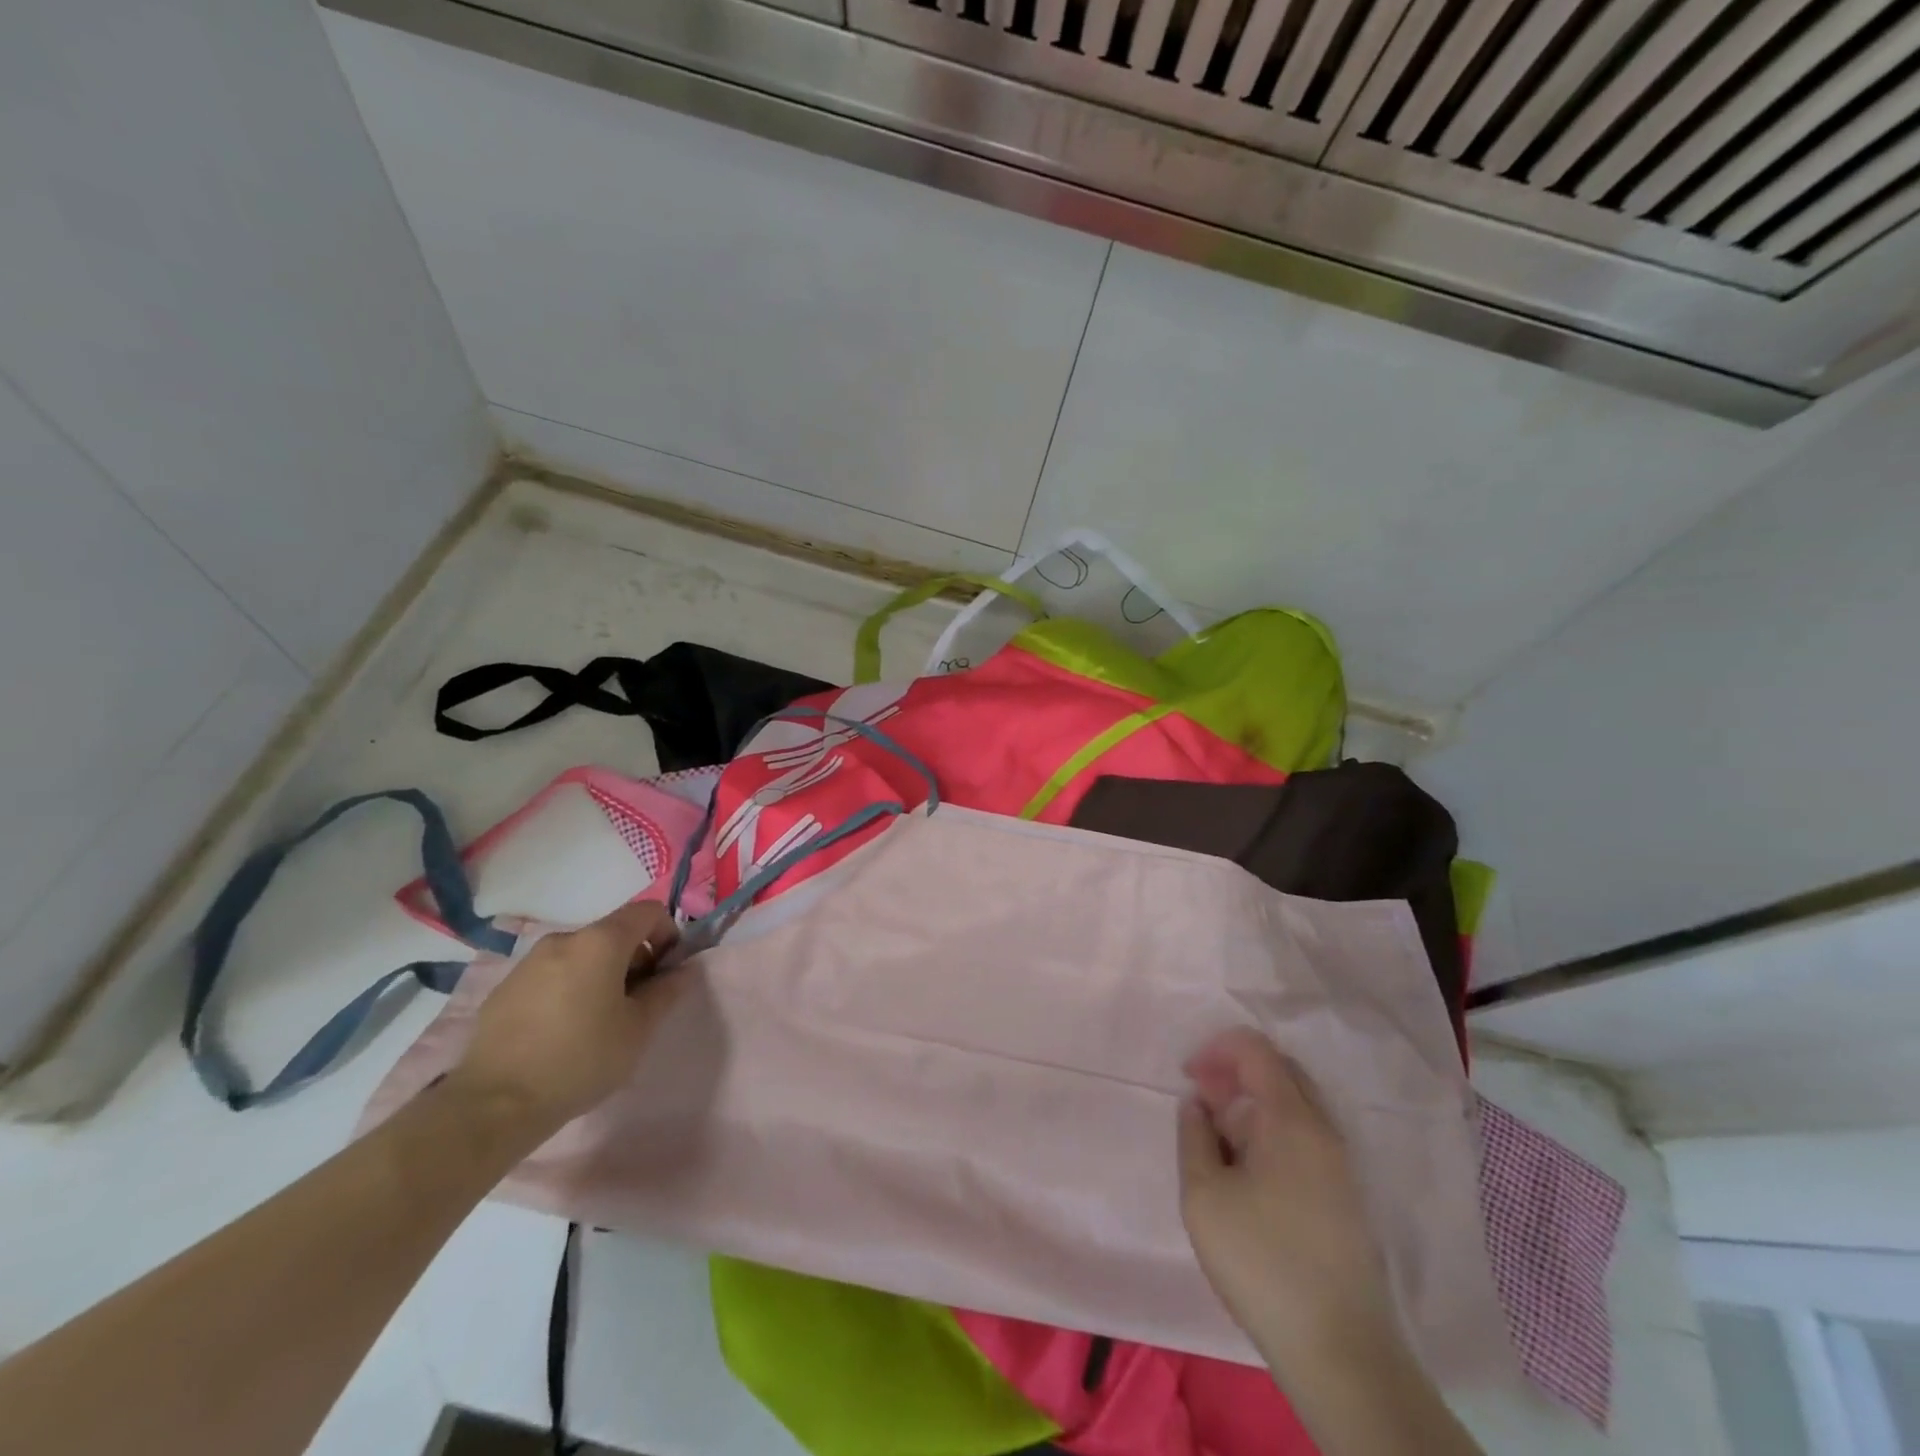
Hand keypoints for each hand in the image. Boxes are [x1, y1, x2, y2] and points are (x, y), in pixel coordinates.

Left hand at [452, 900, 683, 1128]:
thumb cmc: (581, 1059)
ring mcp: (529, 962)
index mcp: (601, 942)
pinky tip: (562, 1032)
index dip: (668, 935)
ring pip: (581, 955)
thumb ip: (667, 991)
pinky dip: (568, 989)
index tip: (665, 973)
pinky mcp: (504, 988)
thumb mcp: (639, 1029)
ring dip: (601, 975)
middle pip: (614, 933)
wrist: (494, 1105)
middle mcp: (564, 939)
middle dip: (634, 960)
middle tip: (636, 1004)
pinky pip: (551, 975)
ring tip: (598, 1022)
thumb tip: (683, 970)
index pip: (649, 912)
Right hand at [1177, 1026, 1395, 1362]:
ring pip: (1295, 1103)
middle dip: (1235, 1071)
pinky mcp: (1345, 1194)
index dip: (1216, 1049)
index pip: (1255, 1050)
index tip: (1188, 1076)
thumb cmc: (1262, 1263)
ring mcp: (1340, 1163)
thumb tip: (1197, 1104)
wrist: (1340, 1351)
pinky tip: (1248, 1166)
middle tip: (1201, 1098)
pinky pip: (1305, 1135)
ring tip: (1219, 1133)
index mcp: (1291, 1119)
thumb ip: (1194, 1136)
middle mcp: (1323, 1129)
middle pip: (1280, 1069)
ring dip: (1253, 1102)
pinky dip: (1271, 1129)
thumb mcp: (1204, 1196)